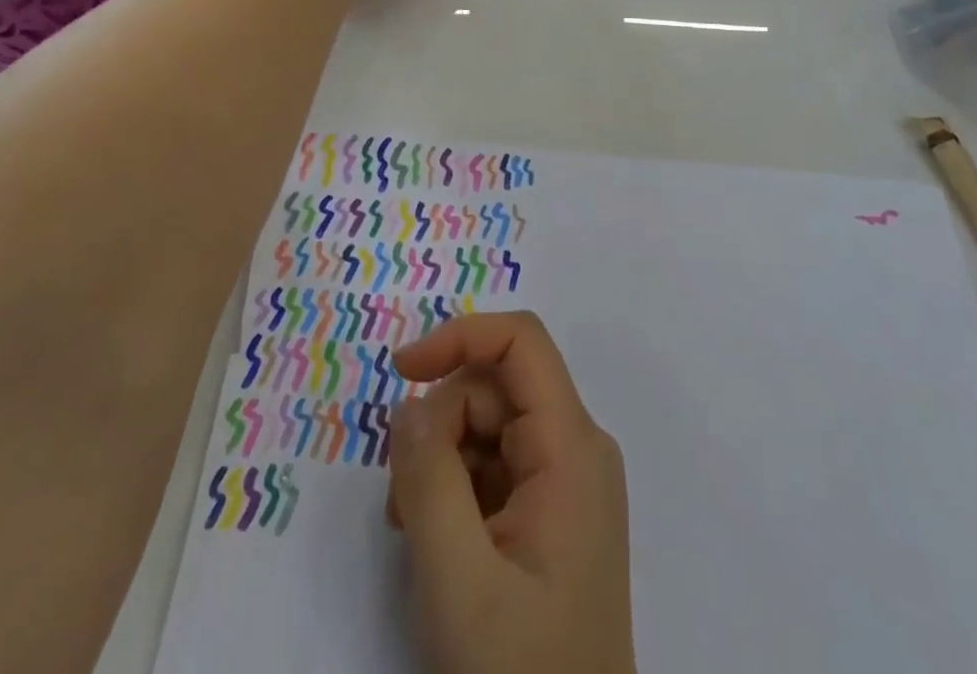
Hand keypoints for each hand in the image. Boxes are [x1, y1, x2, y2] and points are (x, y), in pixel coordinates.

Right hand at [387, 313, 635, 673]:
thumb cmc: (520, 673)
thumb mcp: (458, 578)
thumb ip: (427, 477)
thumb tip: (409, 403)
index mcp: (572, 446)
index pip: (520, 341)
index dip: (459, 337)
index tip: (400, 371)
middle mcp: (576, 449)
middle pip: (494, 388)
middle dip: (440, 426)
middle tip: (403, 501)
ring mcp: (565, 481)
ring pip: (486, 427)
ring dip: (440, 463)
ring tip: (413, 532)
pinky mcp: (550, 513)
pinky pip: (493, 467)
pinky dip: (454, 489)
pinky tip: (436, 542)